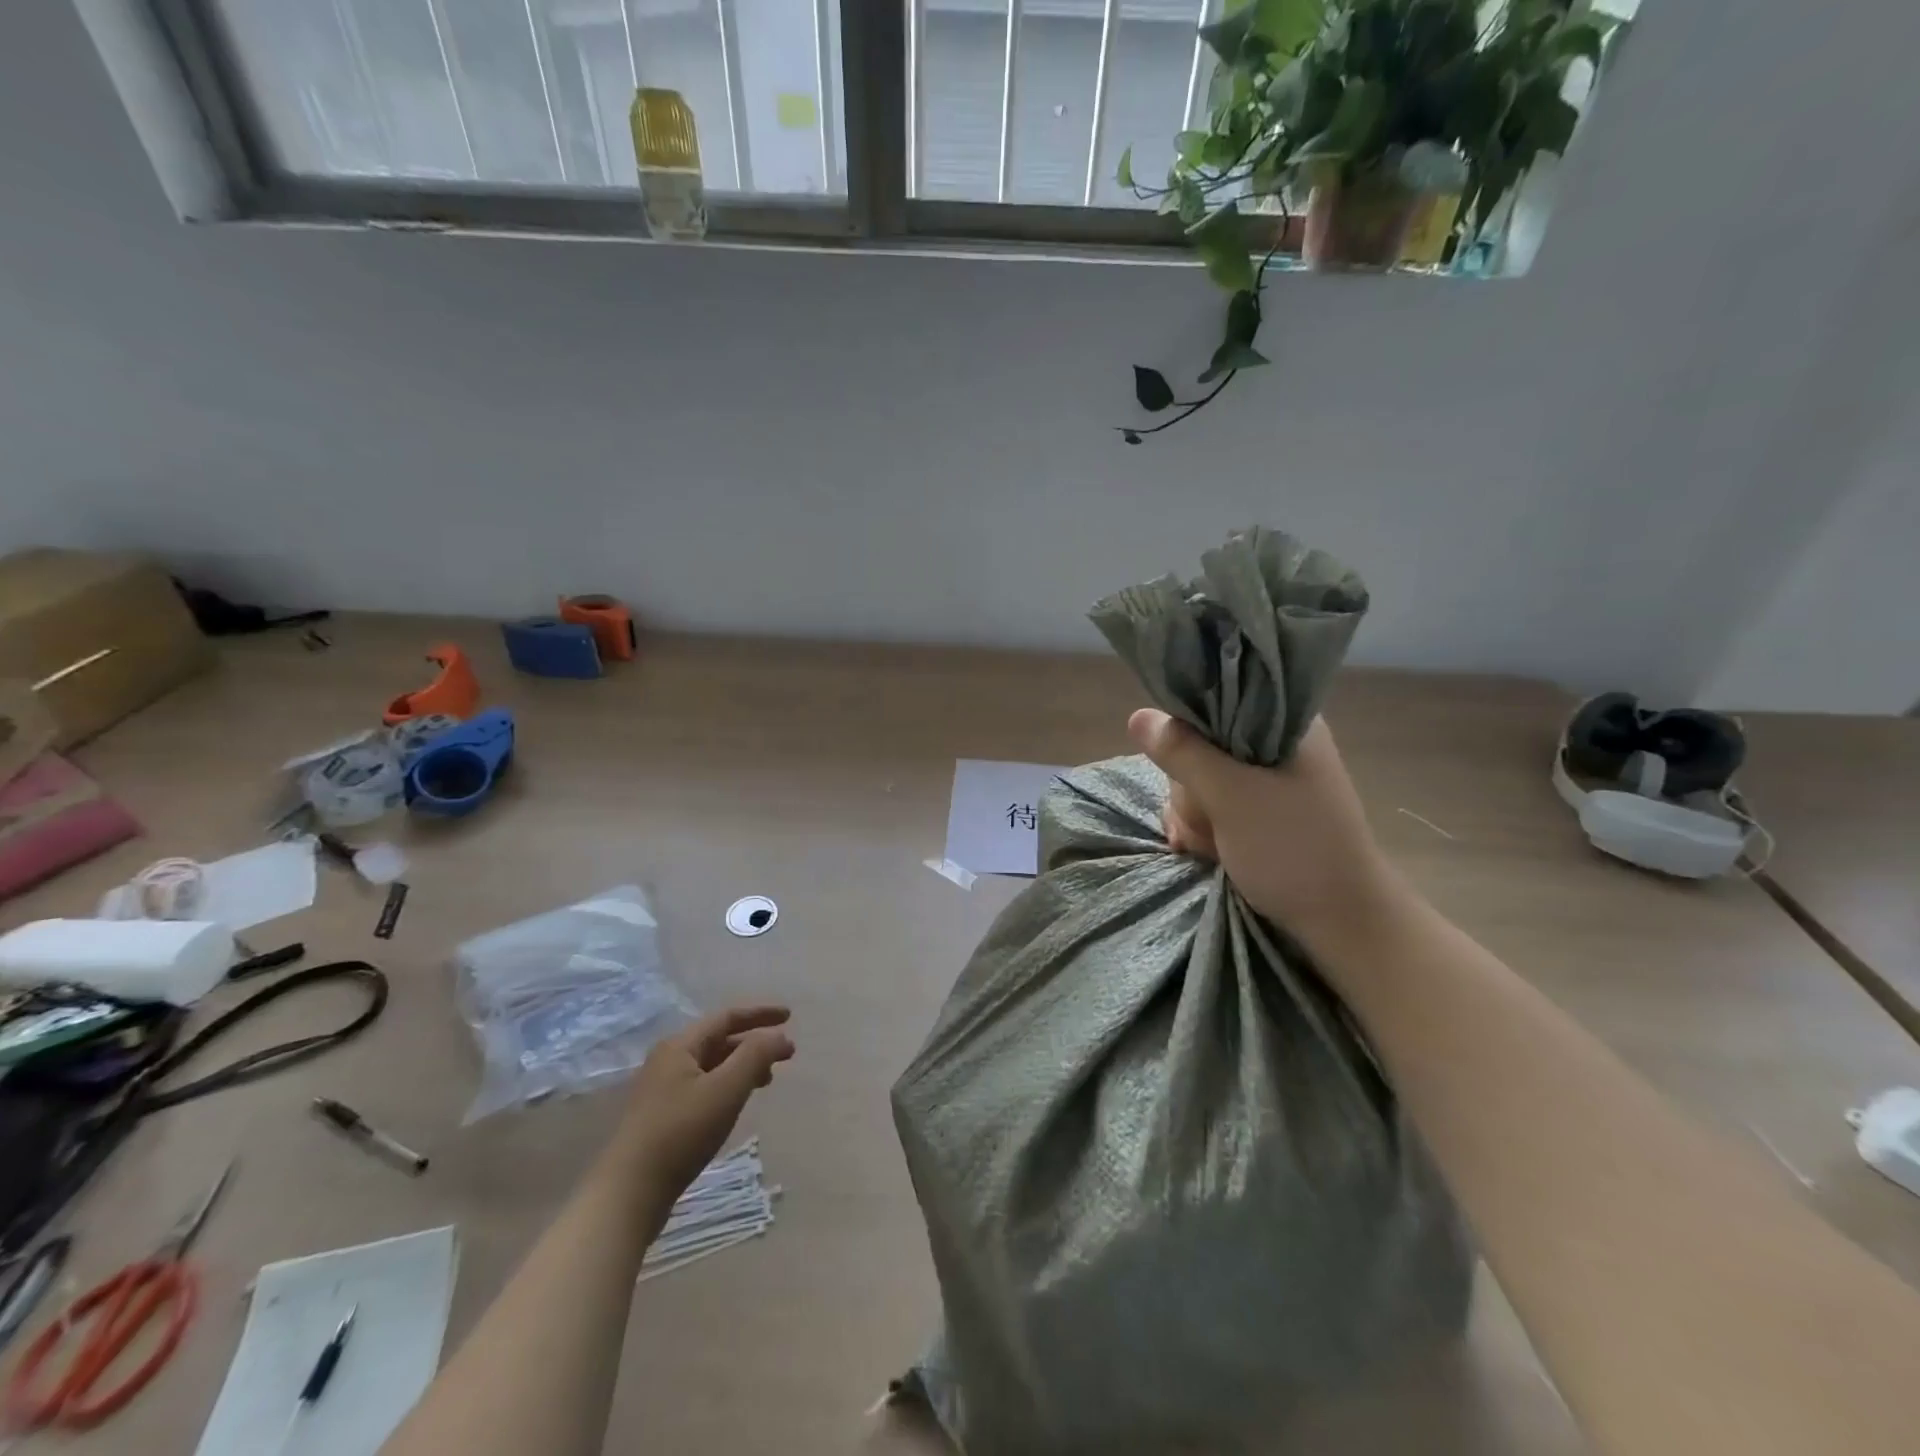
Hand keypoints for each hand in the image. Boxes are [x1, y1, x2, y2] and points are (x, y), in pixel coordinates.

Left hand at [610, 1005, 794, 1203]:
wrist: (628, 1193)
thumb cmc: (681, 1133)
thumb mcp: (725, 1090)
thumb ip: (755, 1056)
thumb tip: (778, 1035)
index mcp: (680, 1046)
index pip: (727, 1017)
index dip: (760, 1014)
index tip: (790, 1016)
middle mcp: (668, 1060)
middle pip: (719, 1040)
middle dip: (755, 1043)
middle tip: (787, 1054)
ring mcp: (662, 1089)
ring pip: (712, 1066)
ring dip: (743, 1066)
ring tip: (768, 1079)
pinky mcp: (662, 1116)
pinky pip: (704, 1087)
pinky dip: (728, 1085)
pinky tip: (737, 1103)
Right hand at [1128, 709, 1407, 952]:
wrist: (1340, 922)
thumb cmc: (1294, 849)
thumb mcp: (1232, 796)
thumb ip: (1183, 753)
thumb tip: (1137, 715)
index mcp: (1285, 723)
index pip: (1216, 700)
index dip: (1188, 732)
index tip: (1184, 768)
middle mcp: (1275, 743)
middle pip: (1200, 744)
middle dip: (1190, 788)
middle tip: (1207, 819)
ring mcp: (1266, 780)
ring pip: (1198, 778)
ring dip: (1193, 814)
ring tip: (1209, 845)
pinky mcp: (1257, 811)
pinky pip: (1209, 804)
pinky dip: (1201, 827)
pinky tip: (1205, 850)